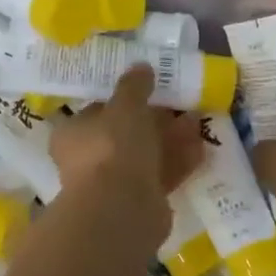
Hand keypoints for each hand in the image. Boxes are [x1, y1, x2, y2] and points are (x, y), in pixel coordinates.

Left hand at [50, 66, 206, 238]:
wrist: (122, 209)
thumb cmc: (113, 147)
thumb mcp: (125, 105)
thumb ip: (134, 85)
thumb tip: (140, 67)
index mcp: (73, 133)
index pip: (96, 110)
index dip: (122, 99)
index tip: (149, 90)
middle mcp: (87, 160)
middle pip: (124, 134)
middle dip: (155, 120)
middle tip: (181, 105)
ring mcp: (113, 184)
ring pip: (145, 156)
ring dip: (171, 139)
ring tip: (198, 122)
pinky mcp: (138, 203)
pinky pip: (160, 176)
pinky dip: (178, 162)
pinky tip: (202, 149)